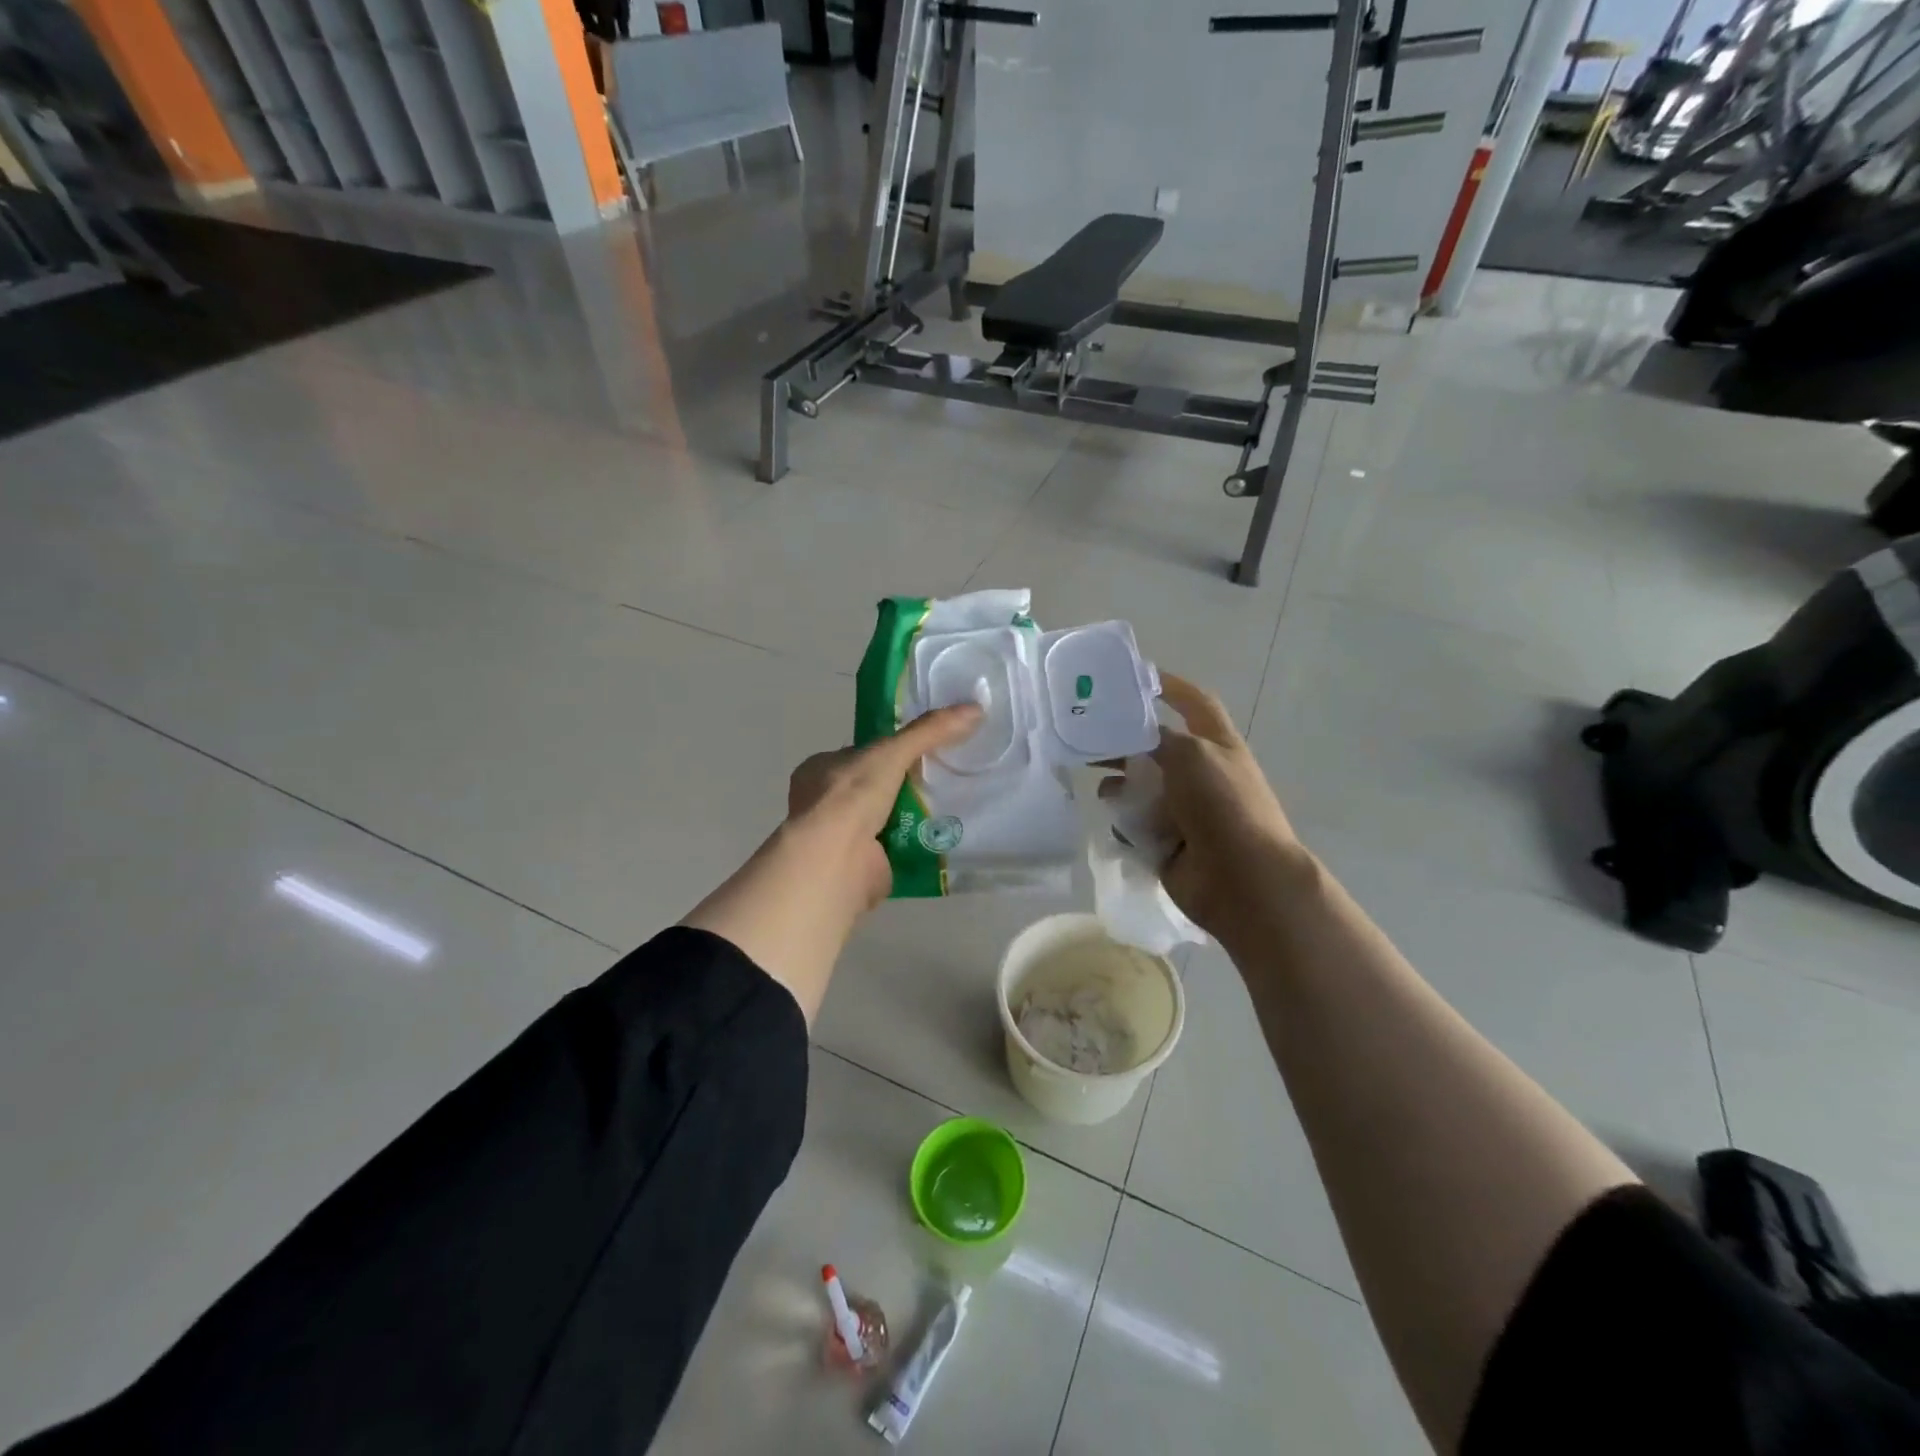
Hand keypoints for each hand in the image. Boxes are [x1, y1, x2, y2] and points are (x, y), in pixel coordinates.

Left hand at [784, 703, 984, 910]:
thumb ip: (929, 731)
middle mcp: (825, 801)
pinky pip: (893, 846)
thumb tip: (975, 708)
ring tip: (951, 804)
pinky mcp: (858, 864)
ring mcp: (840, 835)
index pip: (861, 753)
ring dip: (911, 814)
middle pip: (875, 786)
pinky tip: (941, 835)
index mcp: (820, 769)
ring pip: (884, 816)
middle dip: (904, 784)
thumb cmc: (851, 797)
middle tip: (944, 777)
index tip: (924, 749)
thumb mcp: (892, 752)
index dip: (891, 750)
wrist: (836, 861)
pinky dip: (914, 842)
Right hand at [1106, 673, 1310, 943]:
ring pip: (1142, 787)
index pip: (1194, 703)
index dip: (1169, 686)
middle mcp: (1201, 773)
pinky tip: (1114, 822)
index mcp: (1216, 744)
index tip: (1134, 677)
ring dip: (1120, 784)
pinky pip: (1137, 824)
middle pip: (1156, 747)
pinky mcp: (1168, 841)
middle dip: (1124, 741)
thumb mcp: (1190, 755)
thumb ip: (1156, 739)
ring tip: (1095, 783)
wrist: (1241, 879)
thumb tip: (1130, 735)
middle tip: (1086, 735)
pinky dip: (1125, 822)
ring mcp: (1185, 810)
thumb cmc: (1222, 805)